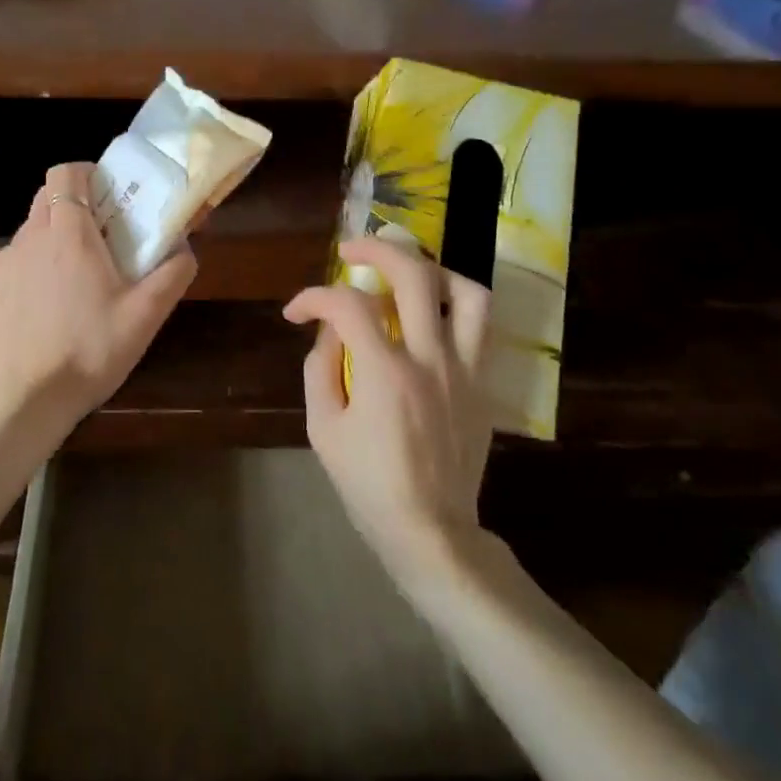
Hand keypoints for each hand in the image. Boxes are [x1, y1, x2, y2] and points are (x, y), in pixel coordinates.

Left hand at [0, 162, 197, 437]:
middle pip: (46, 197)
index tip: (108, 195)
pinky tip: (48, 307)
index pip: (65, 174)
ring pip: (30, 231)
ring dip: (54, 238)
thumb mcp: (146, 316)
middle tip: (102, 235)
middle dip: (73, 203)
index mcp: (69, 234)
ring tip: (77, 279)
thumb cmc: (90, 352)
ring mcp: (3, 265)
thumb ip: (173, 273)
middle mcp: (30, 239)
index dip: (86, 174)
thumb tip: (185, 246)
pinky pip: (15, 262)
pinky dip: (34, 268)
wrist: (24, 402)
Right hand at [285, 236, 492, 583]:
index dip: (314, 297)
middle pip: (413, 274)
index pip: (347, 305)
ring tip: (407, 275)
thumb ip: (320, 369)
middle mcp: (430, 358)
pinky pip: (481, 328)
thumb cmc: (369, 485)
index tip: (297, 311)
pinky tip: (432, 315)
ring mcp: (465, 369)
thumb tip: (330, 330)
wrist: (431, 530)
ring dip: (433, 271)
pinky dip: (455, 306)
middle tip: (352, 252)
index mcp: (384, 372)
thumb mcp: (324, 430)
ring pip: (466, 292)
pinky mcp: (483, 384)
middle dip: (376, 249)